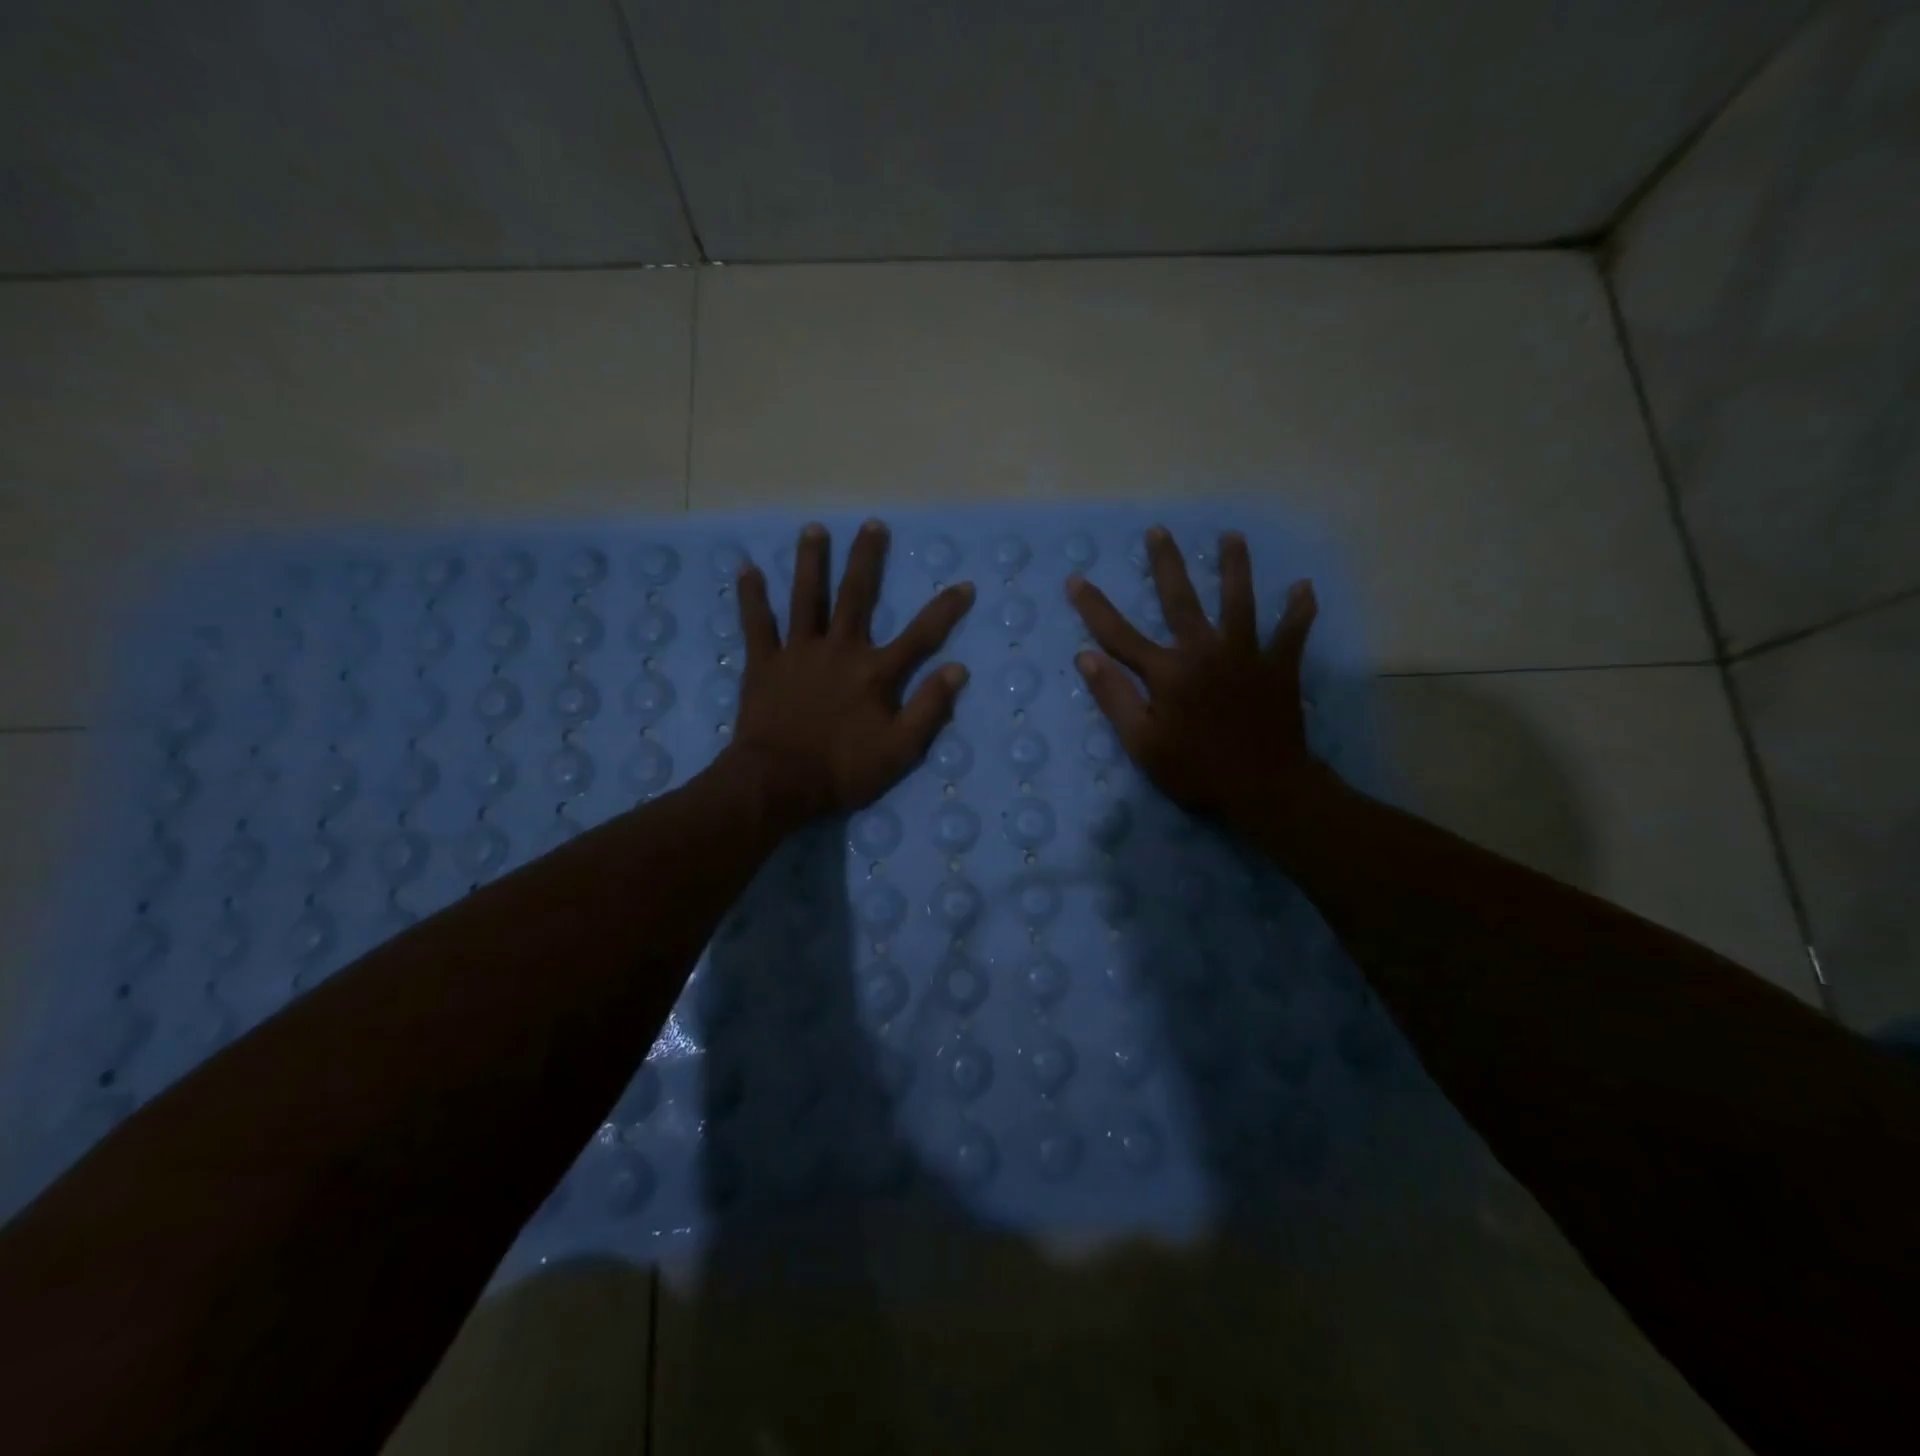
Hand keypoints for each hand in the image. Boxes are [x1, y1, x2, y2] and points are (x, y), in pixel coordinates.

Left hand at [722, 519, 974, 829]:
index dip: (945, 610)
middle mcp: (839, 650)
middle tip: (872, 524)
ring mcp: (798, 653)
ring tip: (813, 529)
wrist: (778, 783)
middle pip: (856, 597)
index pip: (920, 636)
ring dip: (810, 562)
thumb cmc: (843, 770)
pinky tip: (747, 570)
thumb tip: (956, 670)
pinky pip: (757, 624)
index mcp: (875, 673)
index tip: (964, 585)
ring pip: (806, 598)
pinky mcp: (764, 663)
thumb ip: (929, 709)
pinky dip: (752, 597)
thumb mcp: (900, 750)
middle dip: (866, 559)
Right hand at [1067, 525, 1321, 834]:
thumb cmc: (1196, 769)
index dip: (1095, 607)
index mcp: (1167, 672)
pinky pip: (1292, 634)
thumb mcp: (1142, 743)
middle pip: (1181, 600)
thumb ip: (1114, 698)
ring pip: (1240, 602)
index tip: (1076, 580)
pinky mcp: (1279, 668)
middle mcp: (1204, 651)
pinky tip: (1303, 588)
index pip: (1119, 634)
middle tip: (1159, 530)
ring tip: (1233, 537)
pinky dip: (1299, 611)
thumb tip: (1086, 657)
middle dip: (1167, 564)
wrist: (1264, 787)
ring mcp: (1246, 655)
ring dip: (1235, 567)